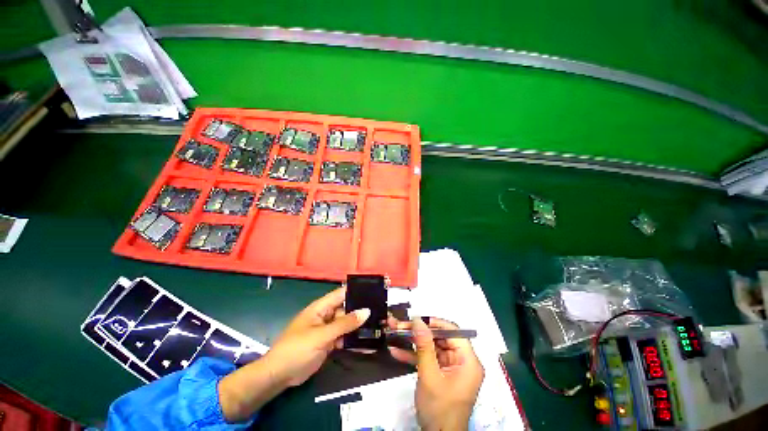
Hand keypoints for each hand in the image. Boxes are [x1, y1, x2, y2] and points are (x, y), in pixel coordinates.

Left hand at [264, 286, 369, 385]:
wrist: (279, 376)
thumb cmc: (297, 349)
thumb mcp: (322, 335)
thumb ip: (344, 324)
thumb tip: (366, 311)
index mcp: (321, 307)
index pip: (341, 293)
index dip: (356, 291)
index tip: (375, 292)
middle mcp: (326, 315)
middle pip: (347, 309)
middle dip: (362, 310)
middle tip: (382, 312)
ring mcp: (327, 329)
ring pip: (347, 324)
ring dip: (360, 326)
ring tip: (379, 326)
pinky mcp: (329, 342)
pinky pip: (344, 337)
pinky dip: (354, 340)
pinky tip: (368, 343)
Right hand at [389, 317, 483, 430]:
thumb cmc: (439, 409)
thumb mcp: (430, 376)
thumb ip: (424, 346)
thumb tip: (418, 320)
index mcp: (468, 361)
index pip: (454, 331)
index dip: (435, 323)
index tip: (417, 319)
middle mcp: (461, 361)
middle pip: (440, 337)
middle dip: (418, 332)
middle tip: (400, 325)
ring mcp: (450, 367)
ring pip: (431, 347)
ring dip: (412, 342)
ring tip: (394, 333)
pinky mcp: (440, 373)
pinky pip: (428, 359)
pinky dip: (413, 356)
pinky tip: (396, 351)